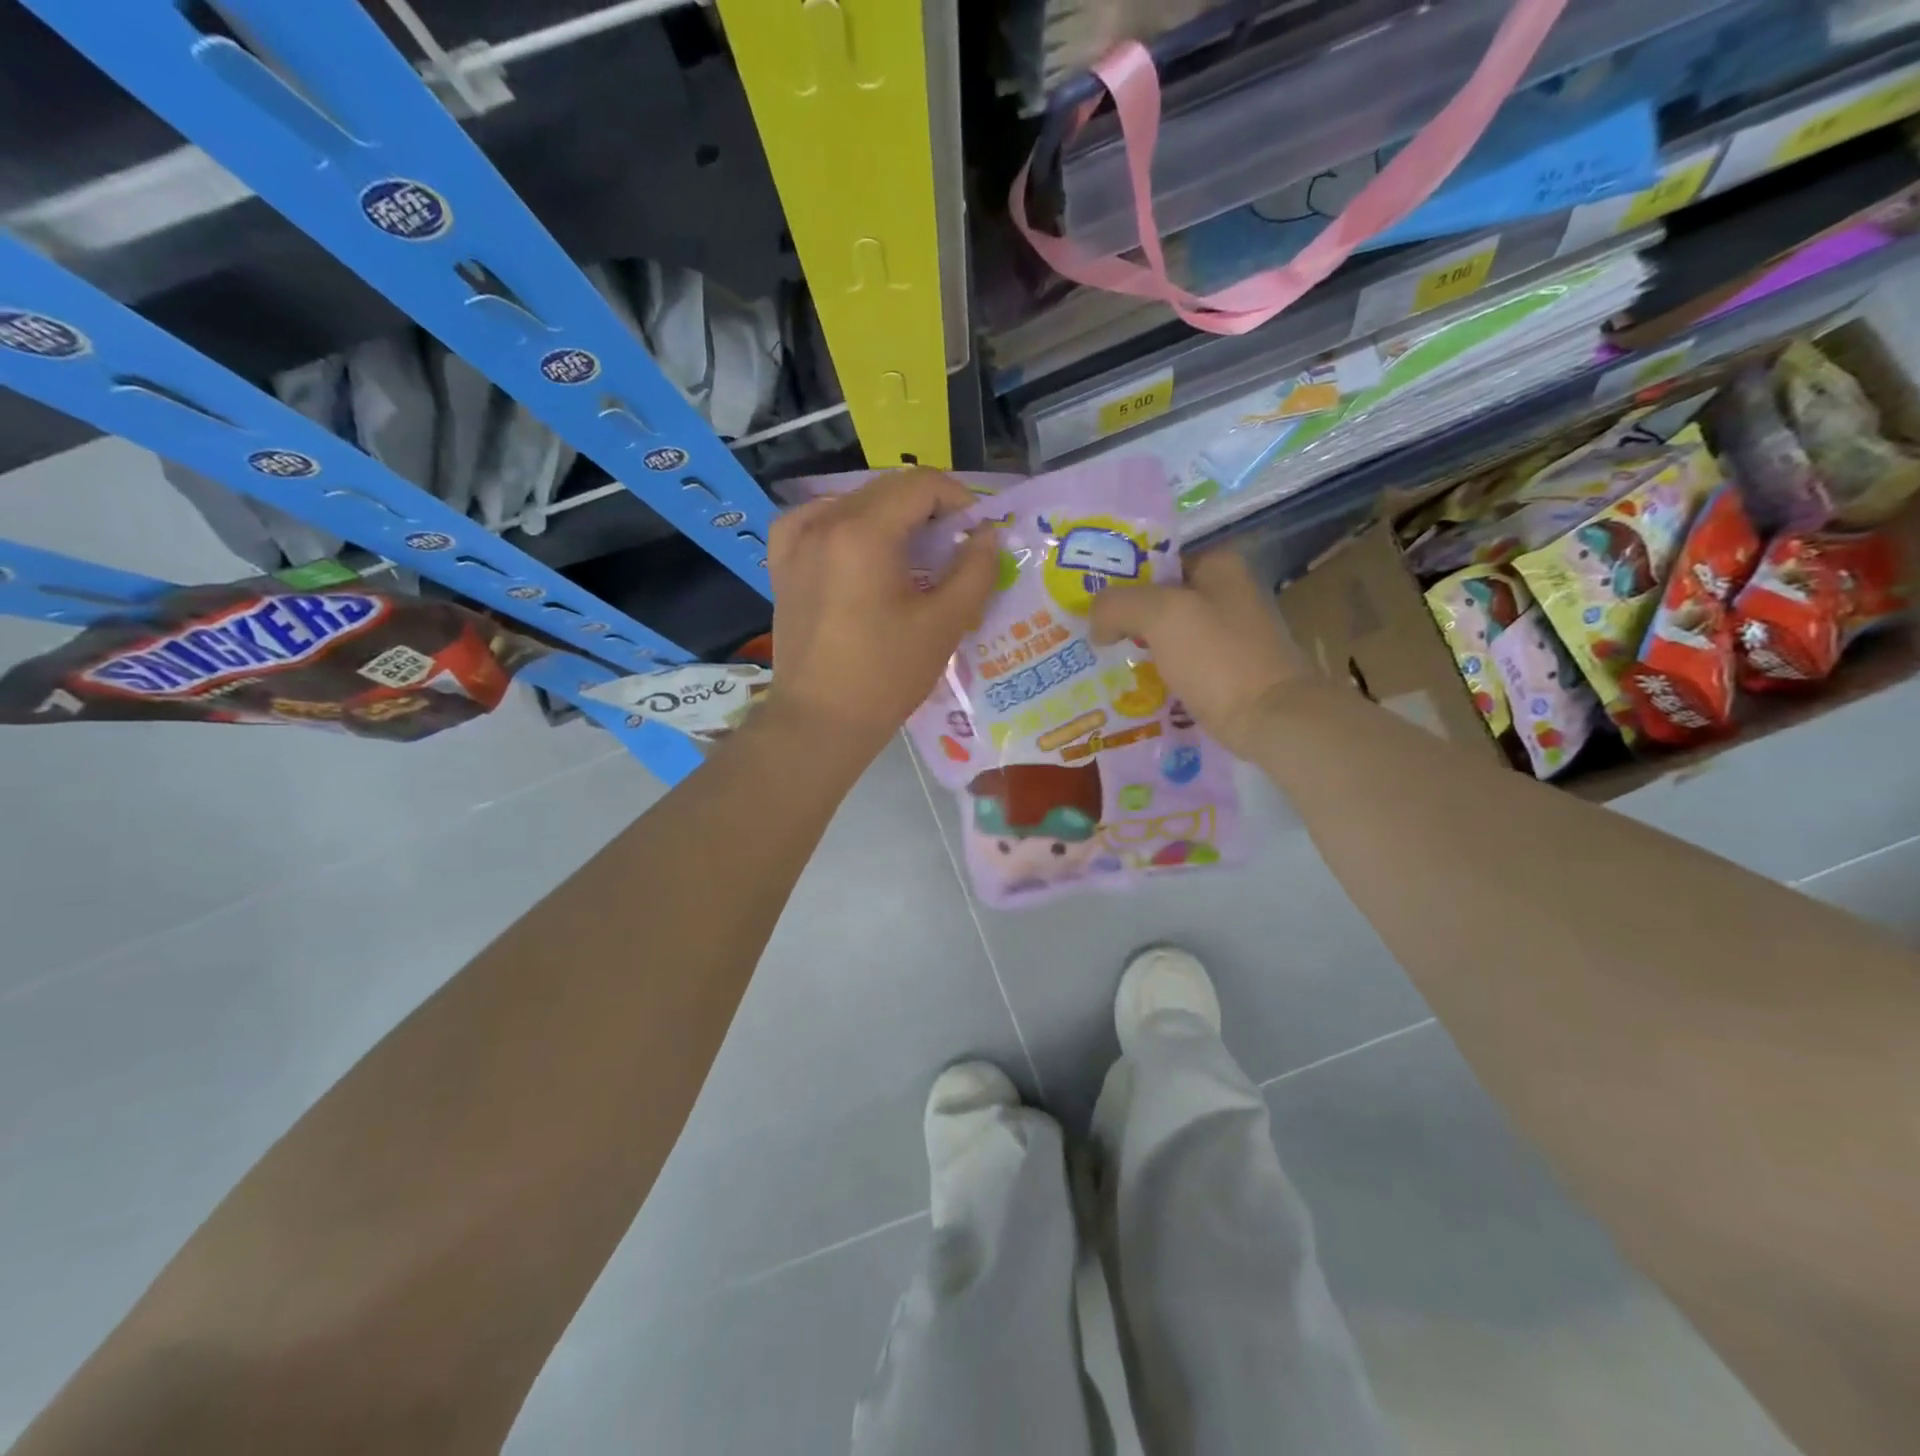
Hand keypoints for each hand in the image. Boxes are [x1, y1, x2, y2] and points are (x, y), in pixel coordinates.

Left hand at [764, 469, 996, 763]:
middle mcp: (824, 521)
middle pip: (888, 489)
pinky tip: (857, 547)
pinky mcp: (782, 563)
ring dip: (890, 517)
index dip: (958, 499)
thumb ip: (975, 571)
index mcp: (864, 531)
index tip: (975, 533)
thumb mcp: (944, 624)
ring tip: (911, 556)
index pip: (921, 484)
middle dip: (928, 509)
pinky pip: (816, 520)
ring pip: (854, 502)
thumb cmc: (885, 675)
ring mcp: (796, 540)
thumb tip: (988, 536)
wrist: (819, 720)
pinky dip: (844, 524)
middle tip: (951, 548)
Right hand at [1090, 548, 1304, 758]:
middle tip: (1087, 632)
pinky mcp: (1224, 670)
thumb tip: (1096, 622)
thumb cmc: (1217, 656)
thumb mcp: (1160, 614)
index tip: (1085, 600)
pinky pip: (1176, 662)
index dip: (1119, 577)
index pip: (1155, 559)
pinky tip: (1127, 684)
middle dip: (1123, 614)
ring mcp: (1227, 634)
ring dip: (1134, 645)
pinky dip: (1153, 670)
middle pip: (1158, 597)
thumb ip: (1117, 604)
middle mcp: (1226, 592)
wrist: (1269, 718)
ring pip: (1165, 632)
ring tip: (1098, 658)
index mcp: (1219, 564)